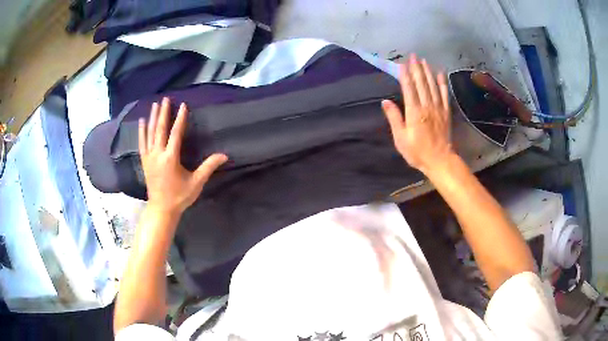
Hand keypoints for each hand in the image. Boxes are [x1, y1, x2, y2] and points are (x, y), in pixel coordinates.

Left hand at [138, 97, 226, 214]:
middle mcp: (158, 154)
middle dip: (163, 113)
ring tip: (155, 105)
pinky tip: (141, 122)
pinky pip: (141, 143)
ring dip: (153, 118)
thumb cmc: (179, 197)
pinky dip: (141, 131)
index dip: (180, 119)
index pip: (176, 133)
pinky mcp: (144, 161)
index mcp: (170, 158)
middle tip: (165, 99)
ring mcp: (149, 157)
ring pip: (150, 133)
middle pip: (160, 129)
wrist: (161, 209)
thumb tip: (224, 155)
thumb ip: (208, 167)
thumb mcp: (196, 183)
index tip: (183, 105)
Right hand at [381, 54, 453, 174]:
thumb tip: (385, 101)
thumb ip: (394, 118)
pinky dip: (442, 83)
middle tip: (413, 55)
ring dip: (427, 72)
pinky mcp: (446, 112)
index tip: (402, 63)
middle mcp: (426, 106)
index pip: (408, 88)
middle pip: (421, 83)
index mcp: (414, 112)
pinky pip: (444, 94)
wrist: (440, 160)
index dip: (405, 75)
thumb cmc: (417, 152)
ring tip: (423, 60)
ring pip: (432, 86)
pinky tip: (441, 74)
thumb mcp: (401, 138)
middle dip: (416, 68)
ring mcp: (438, 108)